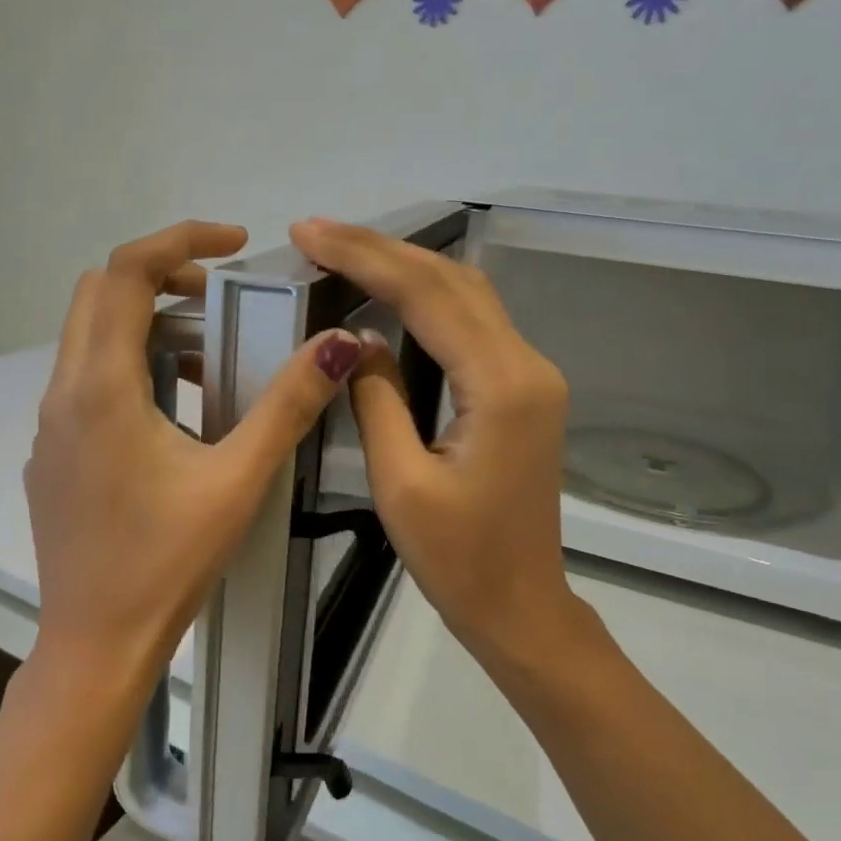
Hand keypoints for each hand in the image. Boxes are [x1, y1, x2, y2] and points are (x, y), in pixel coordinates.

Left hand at [25, 221, 363, 697]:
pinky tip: (177, 413)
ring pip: (91, 340)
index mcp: (101, 389)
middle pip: (99, 296)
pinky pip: (87, 383)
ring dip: (147, 325)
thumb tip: (337, 346)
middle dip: (162, 276)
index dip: (180, 239)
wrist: (96, 642)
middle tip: (223, 298)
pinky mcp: (53, 456)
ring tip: (209, 357)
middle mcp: (63, 395)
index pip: (124, 272)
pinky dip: (130, 367)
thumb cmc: (167, 562)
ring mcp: (50, 427)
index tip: (236, 243)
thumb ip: (287, 407)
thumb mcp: (237, 480)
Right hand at [289, 217, 580, 666]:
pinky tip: (390, 293)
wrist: (521, 607)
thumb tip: (358, 338)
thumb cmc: (459, 562)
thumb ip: (377, 398)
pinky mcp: (523, 391)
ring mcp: (531, 376)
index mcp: (501, 387)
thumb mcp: (400, 483)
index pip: (427, 296)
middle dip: (382, 250)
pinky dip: (428, 299)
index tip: (308, 233)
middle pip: (452, 282)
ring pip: (467, 296)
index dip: (364, 257)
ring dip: (406, 268)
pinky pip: (473, 325)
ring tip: (343, 253)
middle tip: (316, 233)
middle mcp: (527, 366)